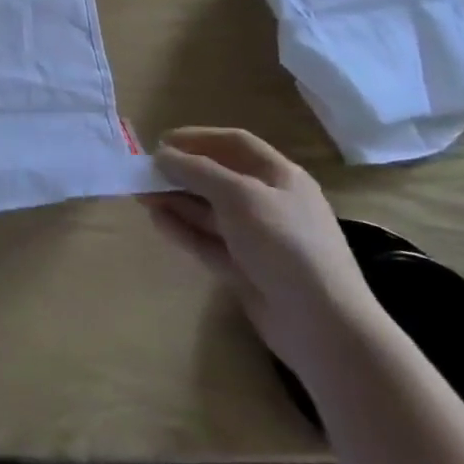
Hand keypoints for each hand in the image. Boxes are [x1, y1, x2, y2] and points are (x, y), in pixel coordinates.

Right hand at [143, 127, 383, 376]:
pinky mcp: (245, 269)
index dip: (198, 138)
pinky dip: (183, 229)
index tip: (160, 142)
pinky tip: (156, 220)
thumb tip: (161, 154)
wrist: (323, 326)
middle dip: (181, 172)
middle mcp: (270, 203)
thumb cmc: (285, 245)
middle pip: (219, 178)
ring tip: (140, 195)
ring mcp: (258, 239)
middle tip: (143, 172)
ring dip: (176, 200)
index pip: (235, 143)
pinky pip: (207, 241)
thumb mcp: (239, 196)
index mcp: (281, 177)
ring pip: (209, 211)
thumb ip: (197, 171)